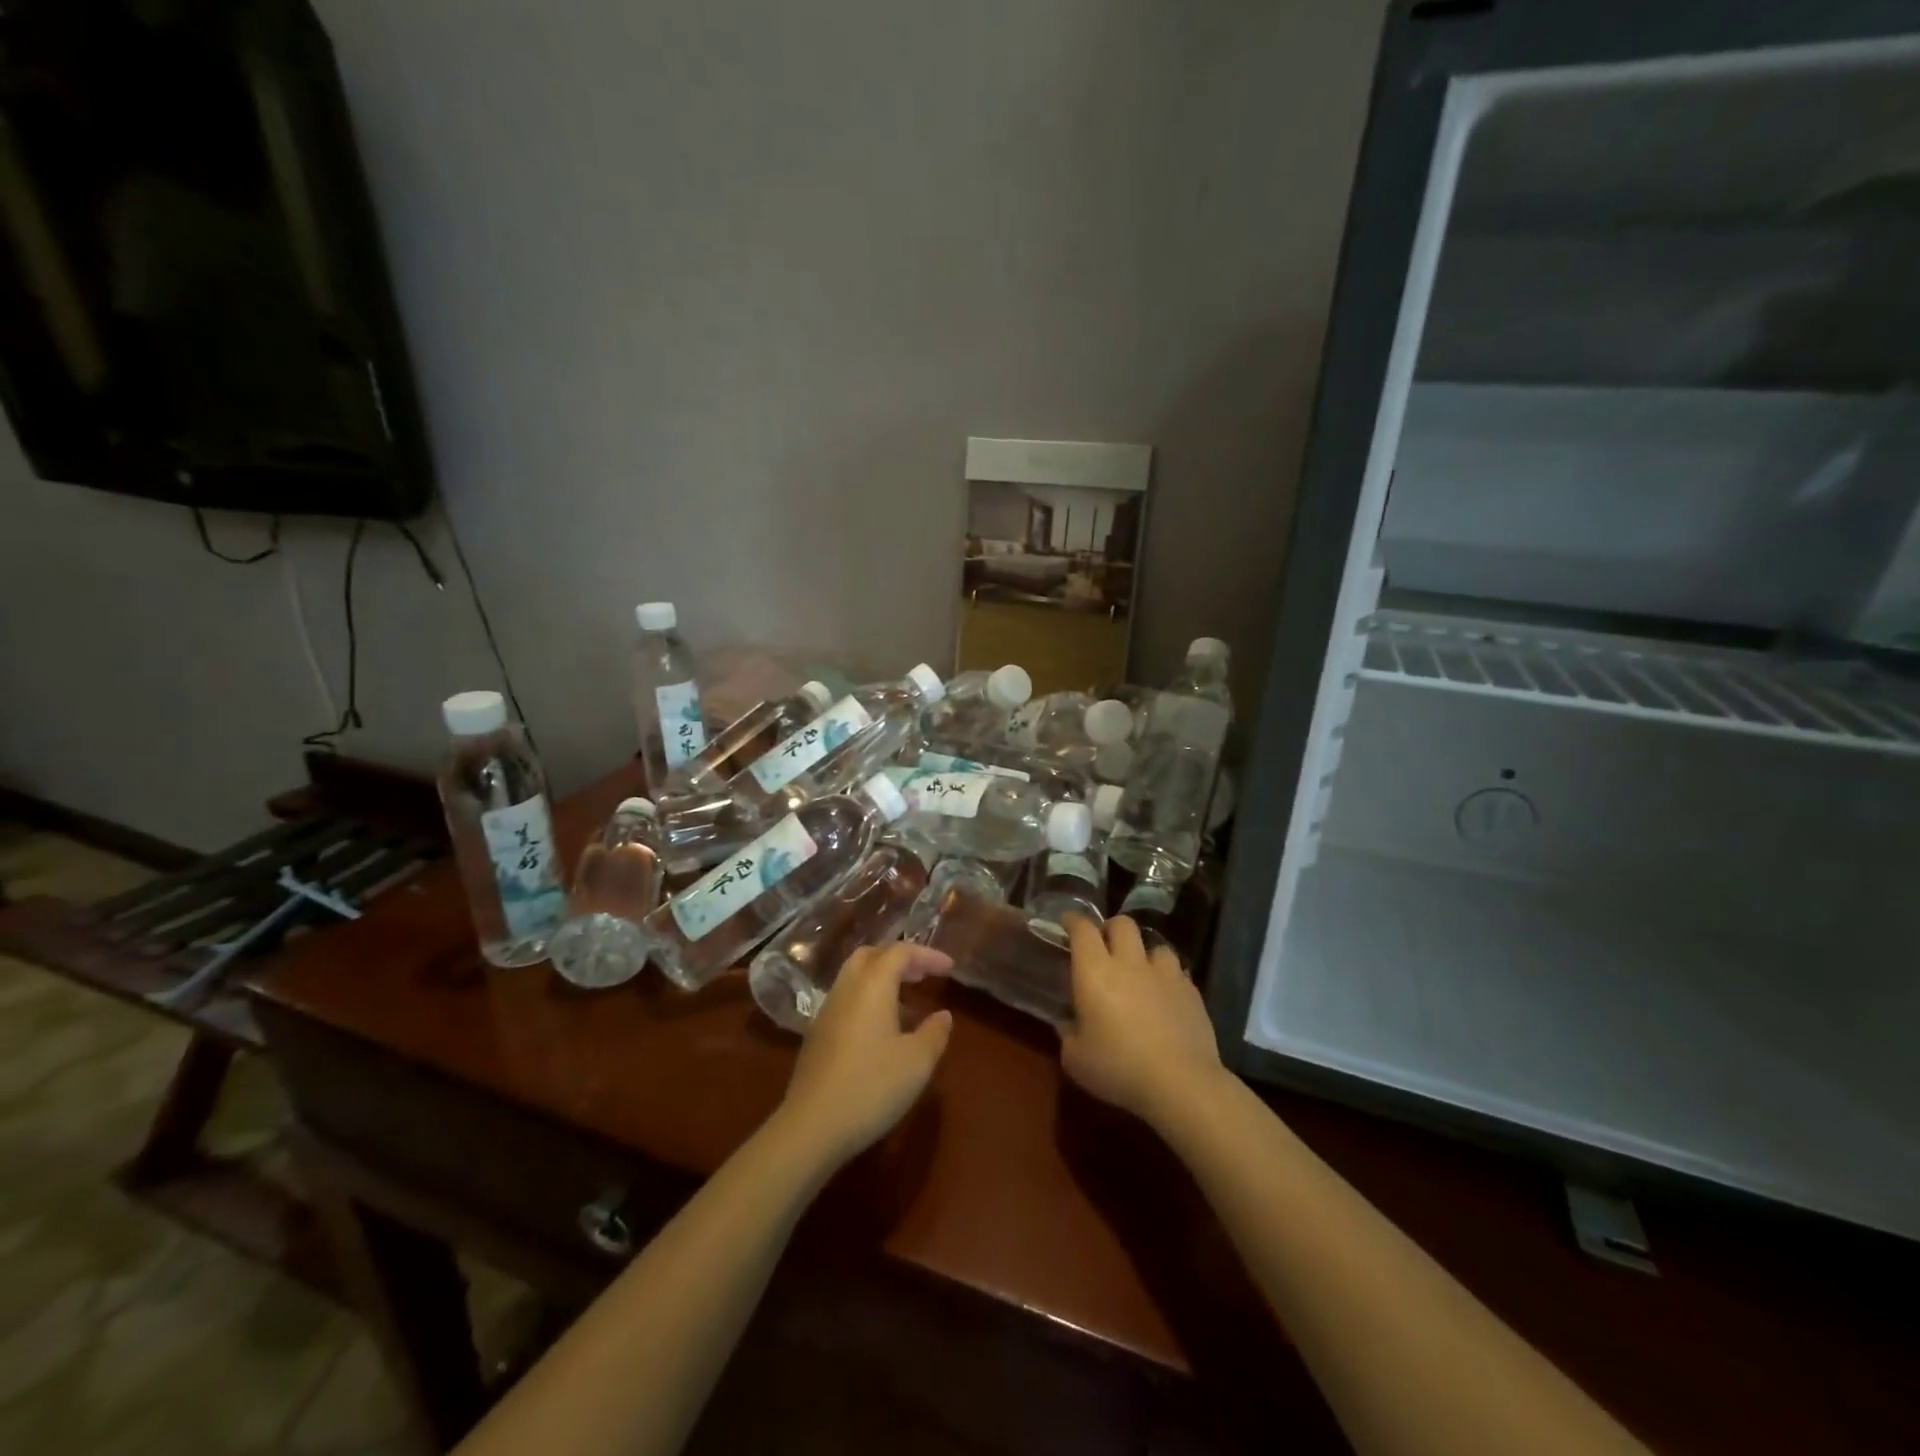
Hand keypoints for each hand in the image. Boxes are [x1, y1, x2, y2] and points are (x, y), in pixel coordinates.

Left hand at [777, 942, 953, 1167]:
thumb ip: (934, 1033)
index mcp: (872, 985)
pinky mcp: (816, 1035)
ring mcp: (826, 1012)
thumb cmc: (872, 1086)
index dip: (927, 954)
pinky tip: (881, 1029)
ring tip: (907, 1002)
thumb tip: (942, 1015)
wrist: (812, 1126)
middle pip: (871, 955)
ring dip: (881, 979)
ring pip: (855, 977)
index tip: (949, 968)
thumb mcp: (917, 1062)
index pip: (900, 952)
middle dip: (898, 959)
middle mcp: (846, 989)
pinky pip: (846, 1000)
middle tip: (923, 975)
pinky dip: (868, 999)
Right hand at [1058, 915, 1224, 1127]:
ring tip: (1139, 970)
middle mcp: (1129, 963)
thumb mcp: (1075, 1059)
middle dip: (1110, 928)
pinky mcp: (1190, 991)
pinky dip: (1166, 976)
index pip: (1083, 929)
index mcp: (1095, 972)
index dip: (1073, 920)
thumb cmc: (1118, 1068)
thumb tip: (1066, 1022)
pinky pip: (1176, 970)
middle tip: (1104, 946)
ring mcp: (1164, 974)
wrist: (1180, 1082)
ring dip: (1143, 952)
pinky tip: (1164, 994)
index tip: (1067, 922)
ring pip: (1154, 944)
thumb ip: (1067, 1033)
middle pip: (1122, 924)